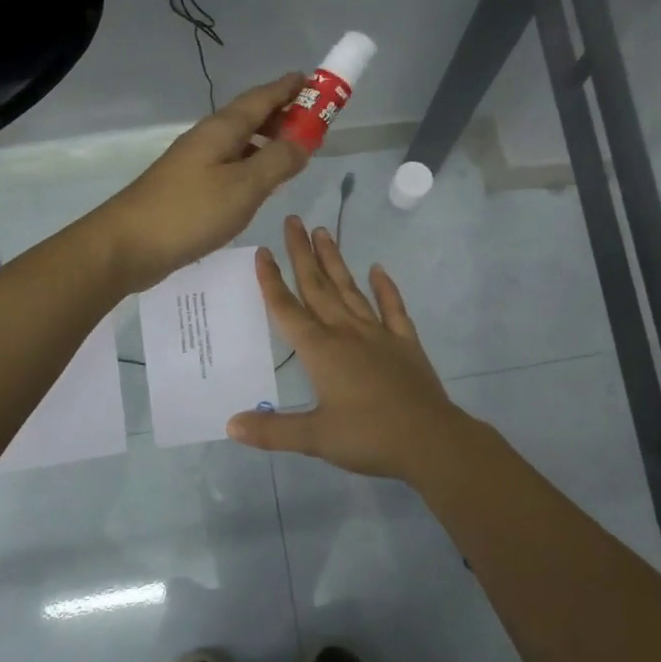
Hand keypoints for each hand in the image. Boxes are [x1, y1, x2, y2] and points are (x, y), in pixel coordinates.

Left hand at [95, 75, 310, 293]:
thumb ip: (278, 161)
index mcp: (222, 129)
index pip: (262, 97)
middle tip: (315, 121)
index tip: (316, 81)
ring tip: (295, 151)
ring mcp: (196, 162)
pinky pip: (230, 164)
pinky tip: (260, 182)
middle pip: (250, 116)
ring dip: (268, 140)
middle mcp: (208, 138)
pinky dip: (252, 164)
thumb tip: (305, 138)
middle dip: (282, 114)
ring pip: (240, 141)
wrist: (128, 245)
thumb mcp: (244, 186)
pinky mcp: (190, 186)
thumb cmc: (190, 211)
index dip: (290, 88)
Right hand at [227, 216, 483, 480]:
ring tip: (323, 231)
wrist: (430, 440)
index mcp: (321, 351)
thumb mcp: (315, 439)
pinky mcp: (404, 343)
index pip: (288, 309)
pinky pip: (393, 308)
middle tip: (292, 220)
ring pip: (350, 290)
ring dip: (335, 261)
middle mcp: (346, 333)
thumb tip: (230, 424)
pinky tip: (378, 269)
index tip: (261, 251)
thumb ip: (272, 430)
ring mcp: (378, 334)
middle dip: (302, 254)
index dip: (271, 281)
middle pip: (318, 287)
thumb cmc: (368, 437)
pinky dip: (385, 288)